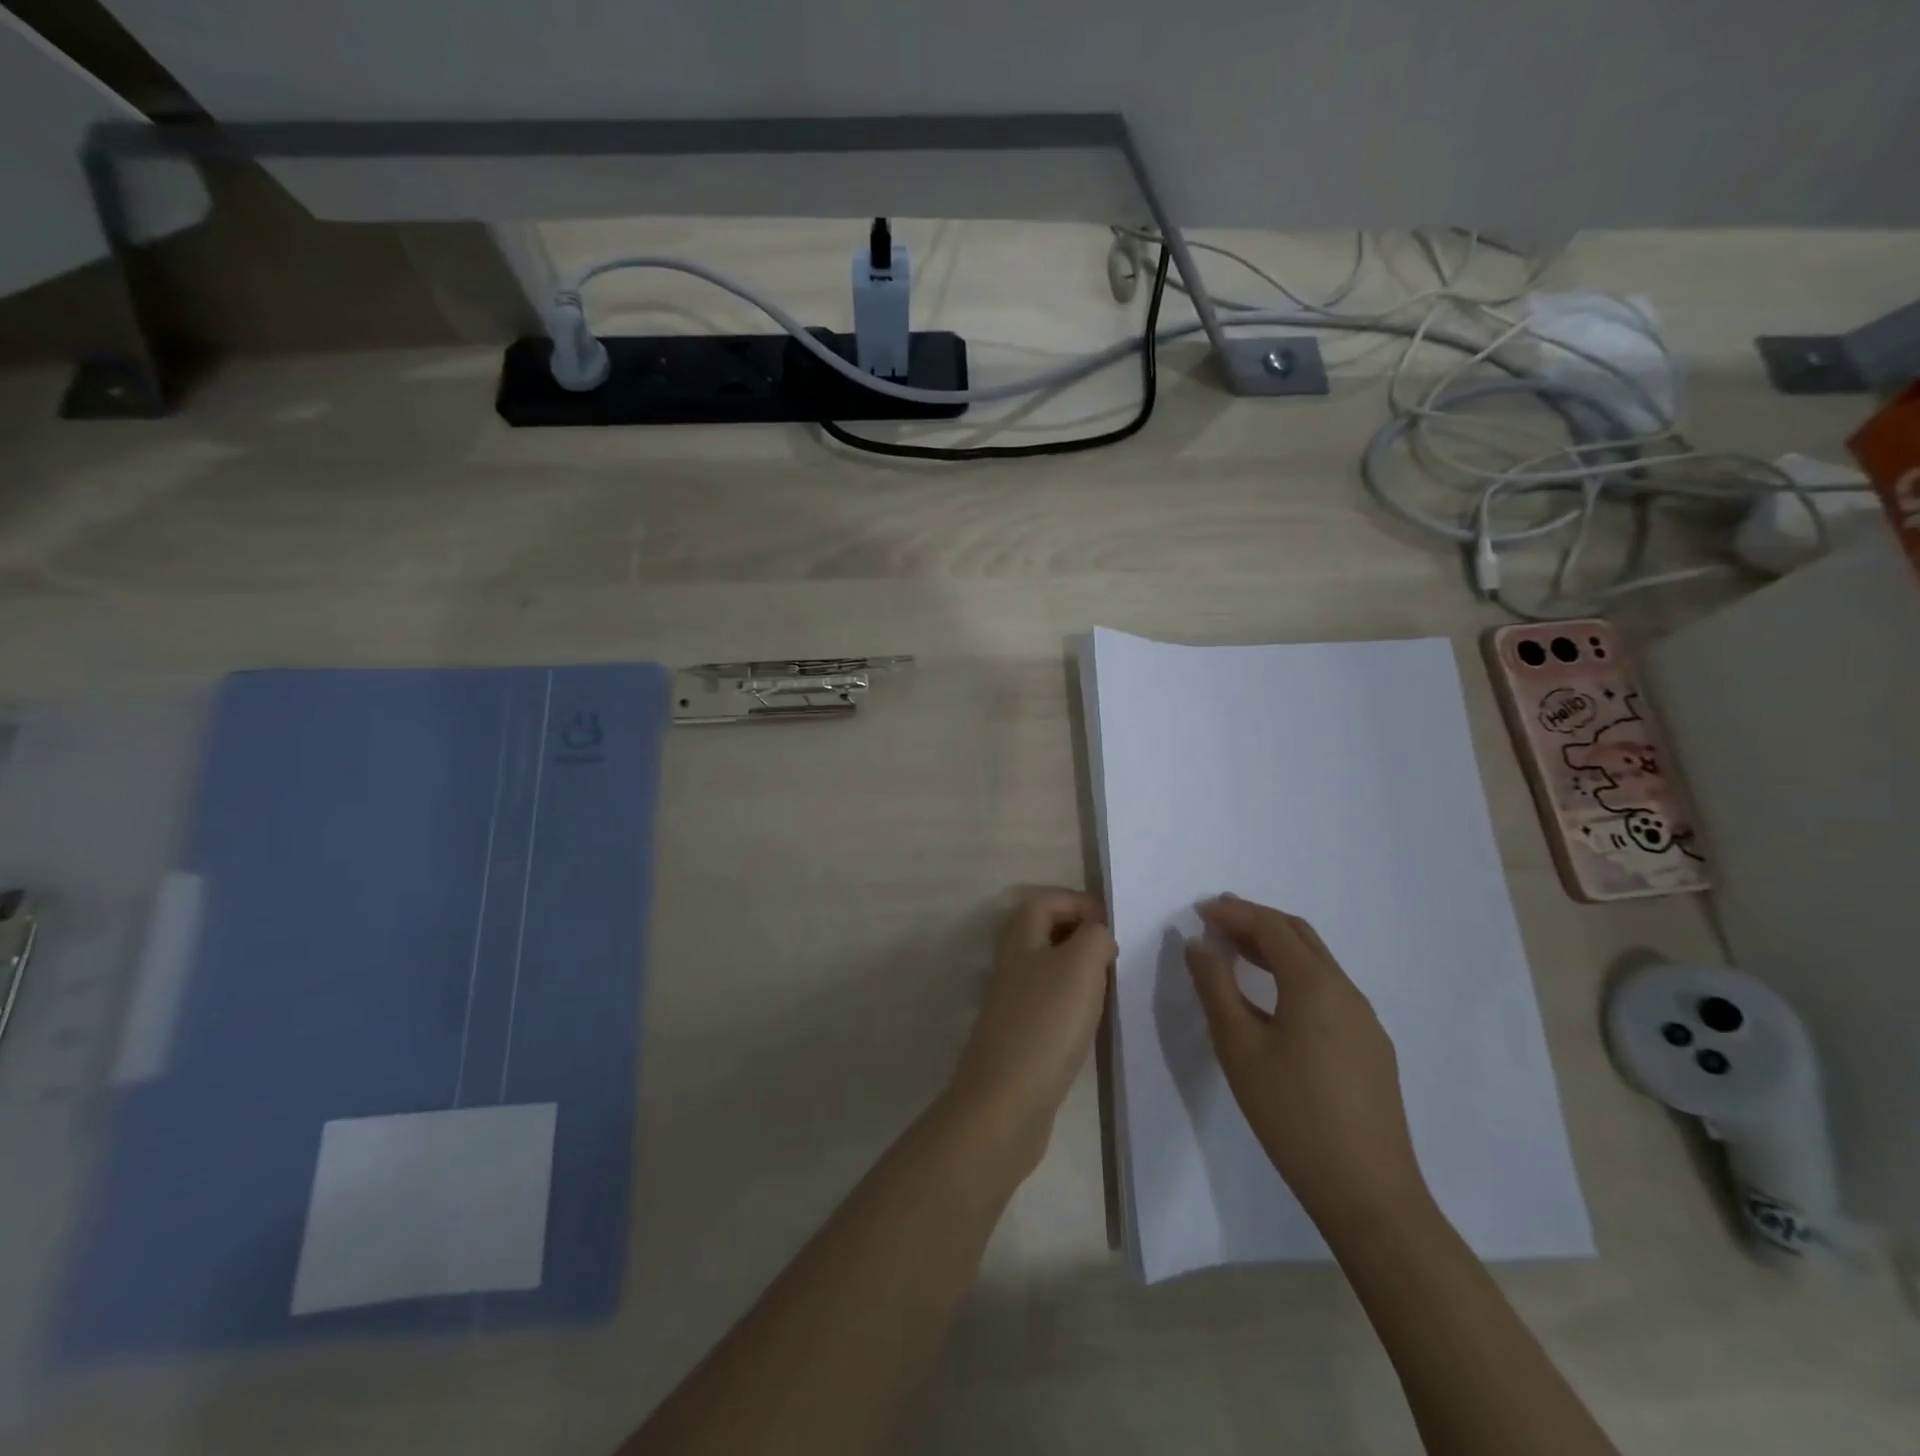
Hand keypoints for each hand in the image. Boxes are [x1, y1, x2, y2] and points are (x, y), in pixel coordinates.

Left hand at [947, 889, 1115, 1168]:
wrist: (1008, 1100)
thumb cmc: (1047, 1022)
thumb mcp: (1081, 965)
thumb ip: (1095, 936)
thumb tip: (1097, 935)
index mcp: (1020, 938)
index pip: (1045, 900)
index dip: (1078, 901)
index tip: (1112, 923)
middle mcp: (1012, 963)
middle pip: (1045, 931)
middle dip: (1081, 933)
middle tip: (1114, 953)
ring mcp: (1013, 1001)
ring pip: (1049, 967)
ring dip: (1079, 969)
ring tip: (1110, 984)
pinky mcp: (1020, 1034)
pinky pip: (1050, 1002)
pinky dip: (1073, 1001)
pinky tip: (1092, 1020)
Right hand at [1185, 894, 1428, 1228]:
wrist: (1369, 1193)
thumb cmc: (1292, 1114)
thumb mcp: (1239, 1047)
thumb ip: (1215, 987)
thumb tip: (1199, 944)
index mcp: (1315, 984)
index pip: (1271, 927)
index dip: (1234, 912)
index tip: (1200, 910)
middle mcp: (1346, 991)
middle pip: (1300, 936)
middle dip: (1257, 921)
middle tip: (1218, 920)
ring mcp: (1365, 1021)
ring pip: (1318, 964)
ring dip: (1277, 948)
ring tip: (1238, 952)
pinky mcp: (1371, 1048)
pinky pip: (1329, 991)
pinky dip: (1295, 976)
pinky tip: (1275, 1001)